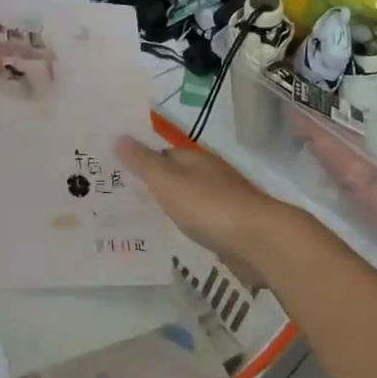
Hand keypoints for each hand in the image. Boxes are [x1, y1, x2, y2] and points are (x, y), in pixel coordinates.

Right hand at [115, 137, 296, 283]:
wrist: (259, 240)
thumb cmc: (210, 206)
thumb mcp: (169, 182)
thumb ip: (144, 163)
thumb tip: (120, 136)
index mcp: (196, 159)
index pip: (163, 154)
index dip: (141, 161)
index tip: (117, 174)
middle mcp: (211, 175)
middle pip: (177, 175)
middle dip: (155, 184)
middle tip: (122, 198)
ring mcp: (224, 201)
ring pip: (190, 198)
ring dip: (172, 204)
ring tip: (142, 218)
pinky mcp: (232, 227)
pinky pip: (202, 220)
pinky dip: (187, 223)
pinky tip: (175, 234)